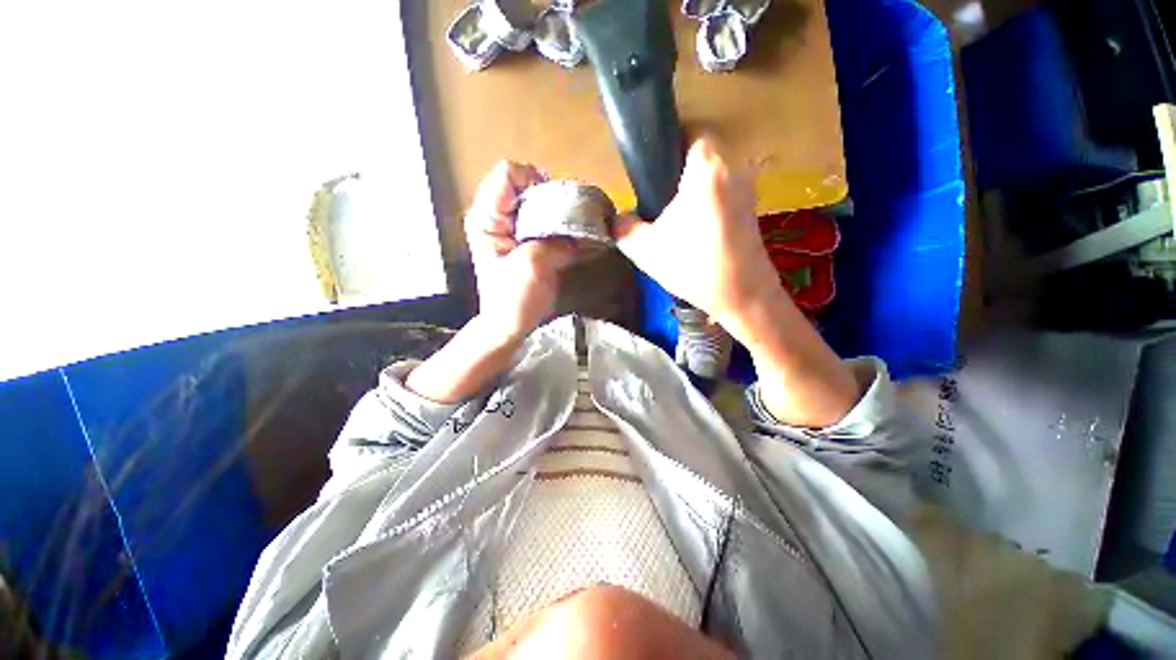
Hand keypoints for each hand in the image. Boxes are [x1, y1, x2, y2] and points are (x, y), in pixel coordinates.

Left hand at [466, 161, 576, 339]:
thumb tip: (583, 229)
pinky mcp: (523, 239)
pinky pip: (542, 219)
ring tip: (571, 228)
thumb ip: (556, 240)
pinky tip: (568, 237)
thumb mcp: (534, 265)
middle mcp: (495, 215)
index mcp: (487, 217)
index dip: (535, 182)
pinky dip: (558, 224)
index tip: (556, 206)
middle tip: (569, 219)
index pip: (508, 173)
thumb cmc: (514, 298)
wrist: (509, 324)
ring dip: (557, 212)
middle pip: (524, 185)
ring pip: (536, 202)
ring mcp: (509, 227)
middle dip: (551, 198)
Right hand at [612, 138, 782, 333]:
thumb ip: (624, 228)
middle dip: (679, 170)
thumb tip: (618, 218)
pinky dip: (708, 200)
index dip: (670, 144)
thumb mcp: (646, 251)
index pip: (691, 130)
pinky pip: (724, 189)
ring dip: (695, 187)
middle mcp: (734, 168)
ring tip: (677, 216)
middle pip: (702, 152)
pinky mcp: (752, 207)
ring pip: (714, 172)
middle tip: (660, 198)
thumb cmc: (694, 267)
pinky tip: (696, 228)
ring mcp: (748, 187)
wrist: (742, 295)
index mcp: (707, 169)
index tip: (654, 169)